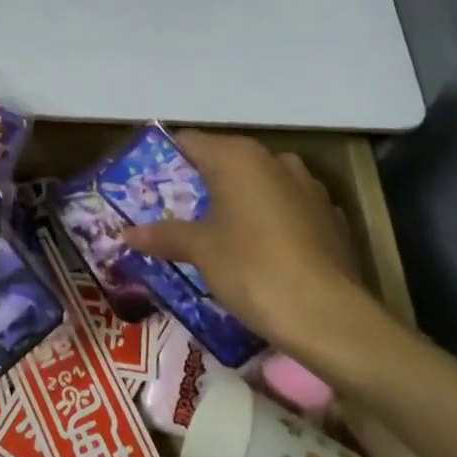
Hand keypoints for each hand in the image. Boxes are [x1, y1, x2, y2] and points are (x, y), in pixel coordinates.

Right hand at [120, 132, 406, 382]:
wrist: (326, 314)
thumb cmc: (251, 268)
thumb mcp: (199, 251)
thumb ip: (163, 235)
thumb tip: (126, 234)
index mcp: (238, 157)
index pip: (189, 142)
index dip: (165, 160)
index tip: (147, 186)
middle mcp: (275, 160)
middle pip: (225, 161)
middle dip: (200, 184)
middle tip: (174, 213)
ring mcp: (308, 186)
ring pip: (259, 184)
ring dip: (237, 201)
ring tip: (216, 234)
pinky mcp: (331, 216)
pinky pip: (287, 208)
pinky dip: (269, 220)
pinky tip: (259, 251)